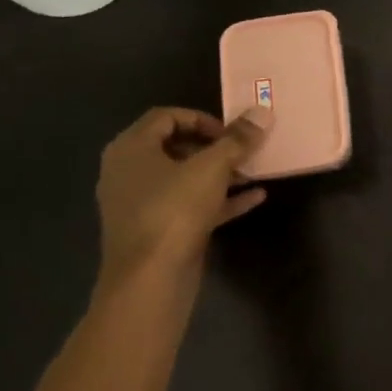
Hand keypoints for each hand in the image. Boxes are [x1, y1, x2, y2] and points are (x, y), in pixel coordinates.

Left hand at [95, 106, 272, 290]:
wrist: (150, 278)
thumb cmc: (174, 210)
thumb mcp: (212, 168)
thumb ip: (238, 140)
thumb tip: (262, 112)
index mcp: (131, 148)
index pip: (166, 116)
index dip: (203, 119)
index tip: (232, 133)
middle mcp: (129, 172)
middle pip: (175, 147)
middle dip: (215, 147)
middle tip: (244, 152)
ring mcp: (141, 203)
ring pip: (185, 178)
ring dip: (220, 173)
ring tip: (253, 173)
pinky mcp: (157, 229)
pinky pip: (191, 205)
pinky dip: (219, 199)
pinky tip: (255, 198)